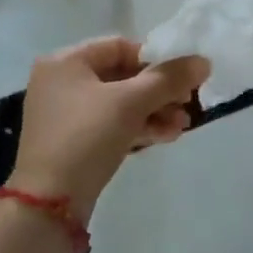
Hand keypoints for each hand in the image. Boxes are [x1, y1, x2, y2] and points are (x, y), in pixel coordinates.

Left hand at [9, 38, 209, 219]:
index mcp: (65, 61)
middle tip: (188, 103)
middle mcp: (62, 82)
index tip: (182, 77)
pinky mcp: (73, 143)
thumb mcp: (131, 103)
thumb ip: (168, 79)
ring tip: (183, 125)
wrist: (49, 206)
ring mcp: (66, 115)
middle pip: (122, 76)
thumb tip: (203, 62)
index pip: (120, 47)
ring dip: (154, 111)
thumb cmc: (86, 137)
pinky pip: (112, 124)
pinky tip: (167, 136)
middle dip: (159, 90)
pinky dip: (138, 127)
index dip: (154, 59)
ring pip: (120, 103)